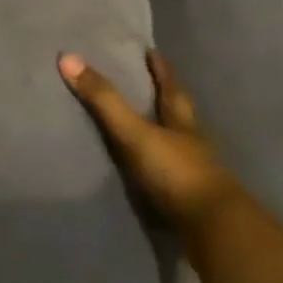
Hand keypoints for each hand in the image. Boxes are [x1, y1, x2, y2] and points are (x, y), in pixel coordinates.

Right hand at [58, 51, 237, 229]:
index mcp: (182, 122)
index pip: (171, 88)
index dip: (162, 70)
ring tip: (145, 126)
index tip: (153, 52)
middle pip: (179, 114)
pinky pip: (172, 175)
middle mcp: (192, 143)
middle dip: (166, 99)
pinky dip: (161, 168)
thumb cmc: (176, 172)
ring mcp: (196, 173)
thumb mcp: (135, 132)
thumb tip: (67, 57)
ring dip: (164, 134)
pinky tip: (149, 171)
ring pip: (179, 145)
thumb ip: (103, 100)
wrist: (215, 230)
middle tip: (150, 85)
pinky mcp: (192, 201)